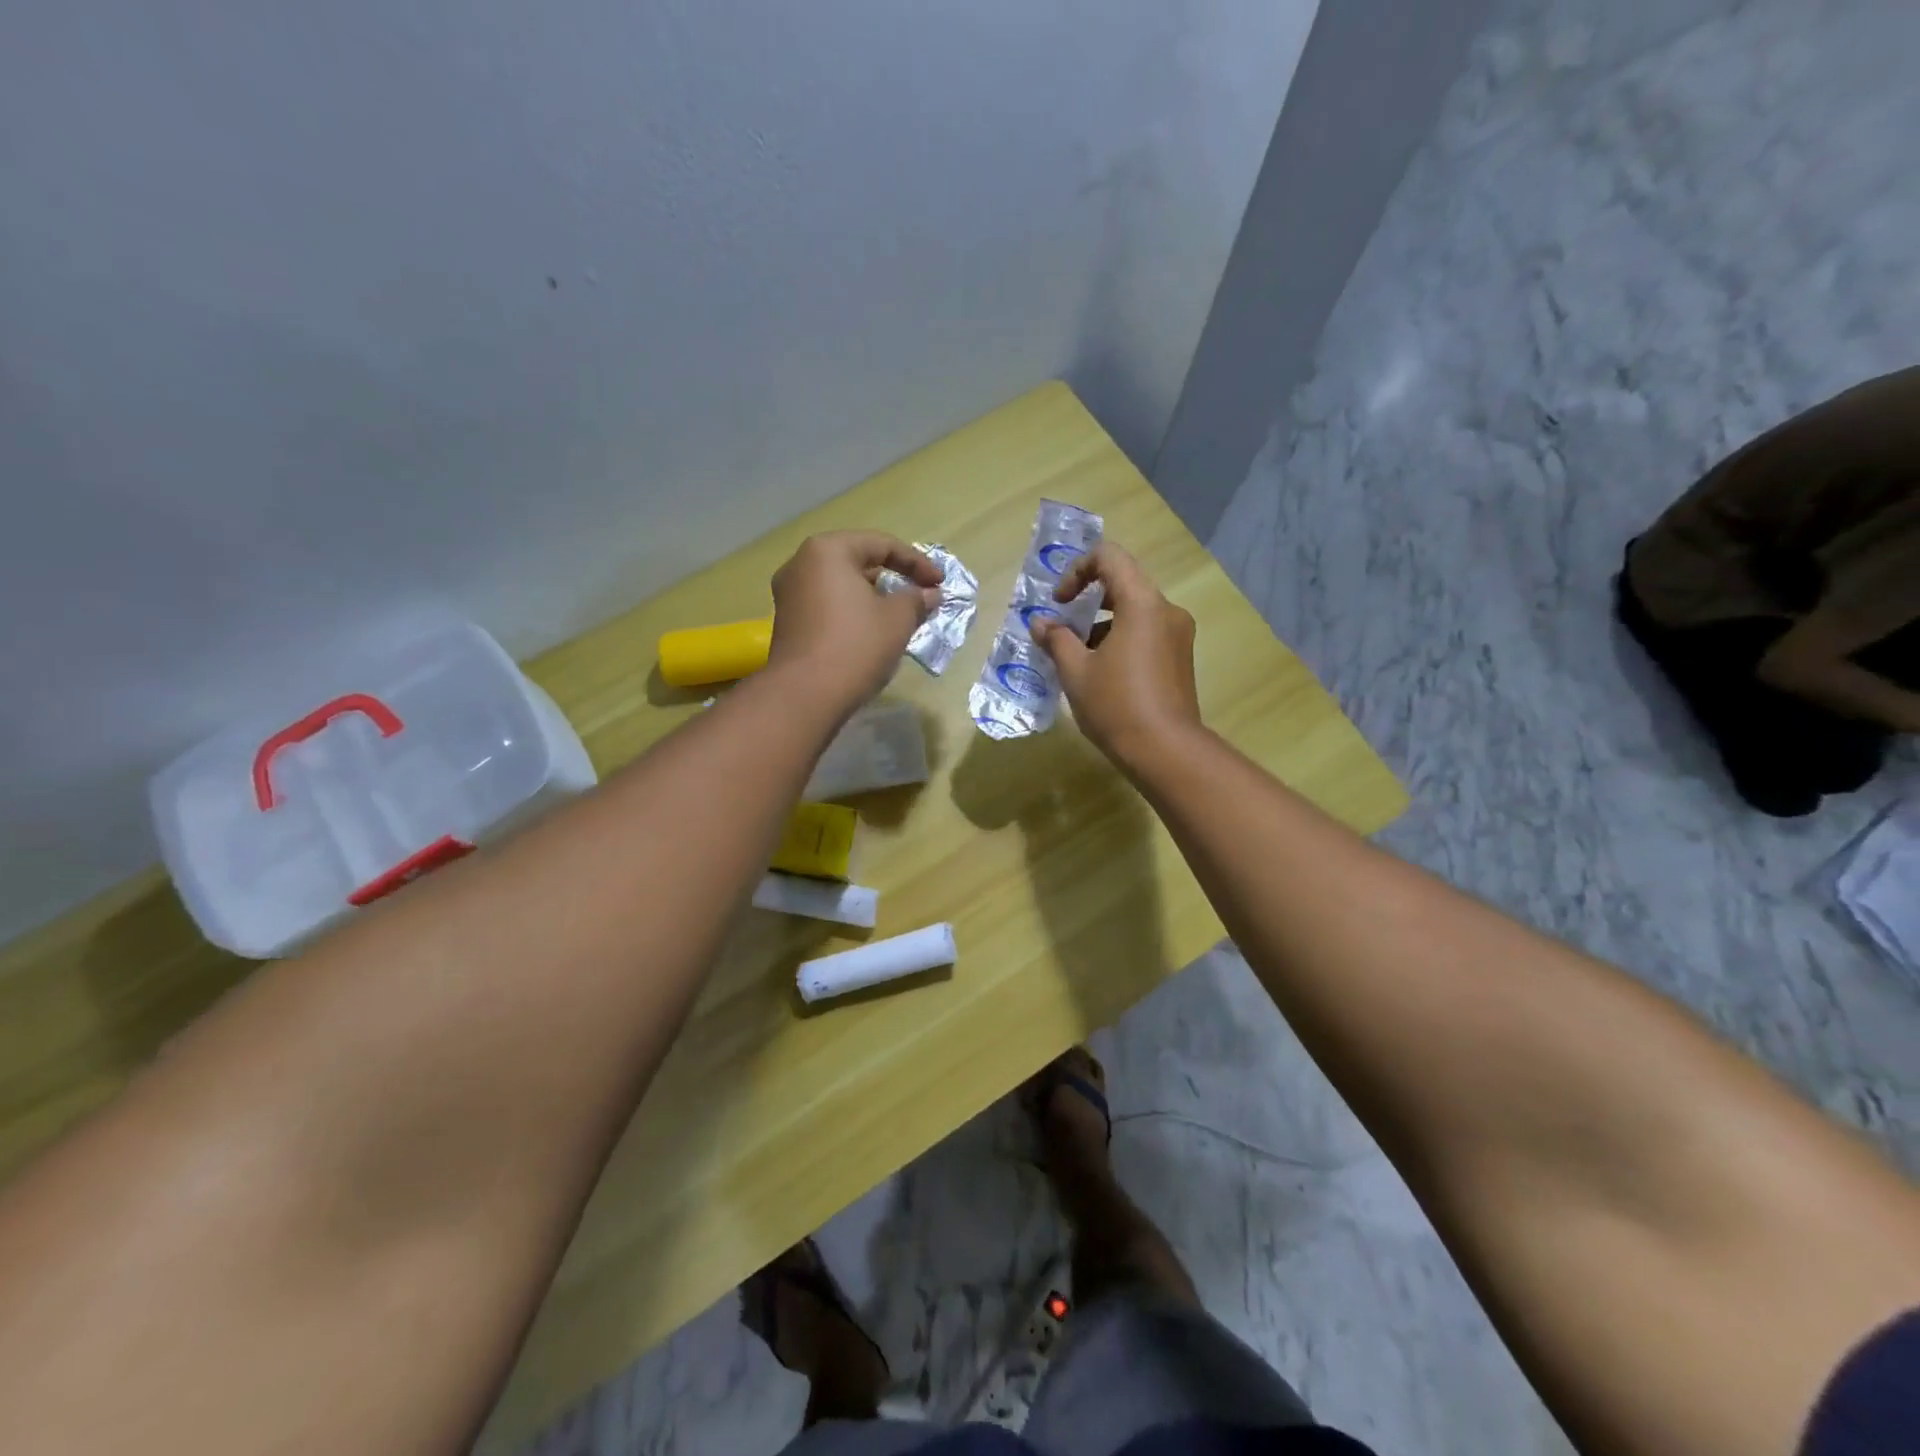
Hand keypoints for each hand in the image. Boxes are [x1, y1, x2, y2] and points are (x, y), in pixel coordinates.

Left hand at [767, 531, 939, 712]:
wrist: (805, 696)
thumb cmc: (856, 645)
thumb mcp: (898, 620)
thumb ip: (916, 599)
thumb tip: (929, 594)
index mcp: (828, 551)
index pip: (881, 544)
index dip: (917, 562)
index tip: (939, 584)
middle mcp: (801, 564)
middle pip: (857, 561)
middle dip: (892, 578)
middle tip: (919, 597)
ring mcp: (788, 595)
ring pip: (840, 586)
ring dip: (872, 597)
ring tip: (898, 617)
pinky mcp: (786, 623)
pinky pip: (826, 606)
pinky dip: (851, 612)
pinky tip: (870, 633)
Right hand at [1032, 543, 1202, 763]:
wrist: (1165, 751)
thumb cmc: (1116, 705)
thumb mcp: (1075, 671)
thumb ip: (1056, 640)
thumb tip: (1040, 623)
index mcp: (1142, 604)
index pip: (1109, 557)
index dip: (1077, 570)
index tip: (1060, 603)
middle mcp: (1167, 611)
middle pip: (1123, 583)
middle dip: (1087, 601)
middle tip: (1063, 630)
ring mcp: (1178, 635)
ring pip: (1134, 611)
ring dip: (1101, 624)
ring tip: (1076, 658)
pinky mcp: (1180, 658)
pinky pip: (1146, 633)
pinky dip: (1120, 639)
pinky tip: (1100, 674)